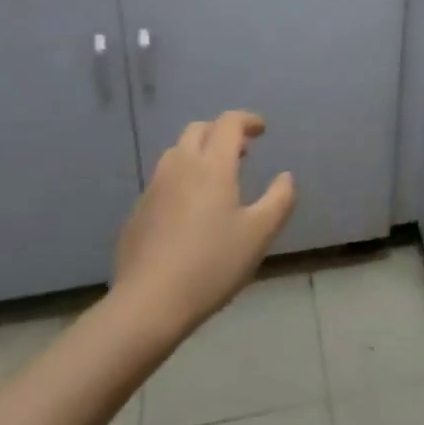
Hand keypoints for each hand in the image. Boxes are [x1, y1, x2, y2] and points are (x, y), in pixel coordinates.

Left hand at [112, 110, 295, 339]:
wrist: (148, 304)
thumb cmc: (212, 264)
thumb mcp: (260, 233)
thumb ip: (279, 199)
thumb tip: (285, 177)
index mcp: (212, 166)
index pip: (228, 123)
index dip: (247, 120)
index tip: (262, 130)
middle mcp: (180, 167)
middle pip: (198, 130)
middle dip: (221, 132)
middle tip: (242, 152)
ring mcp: (154, 189)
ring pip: (177, 153)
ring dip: (200, 153)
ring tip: (217, 178)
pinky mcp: (138, 213)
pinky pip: (163, 181)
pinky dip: (182, 179)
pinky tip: (191, 211)